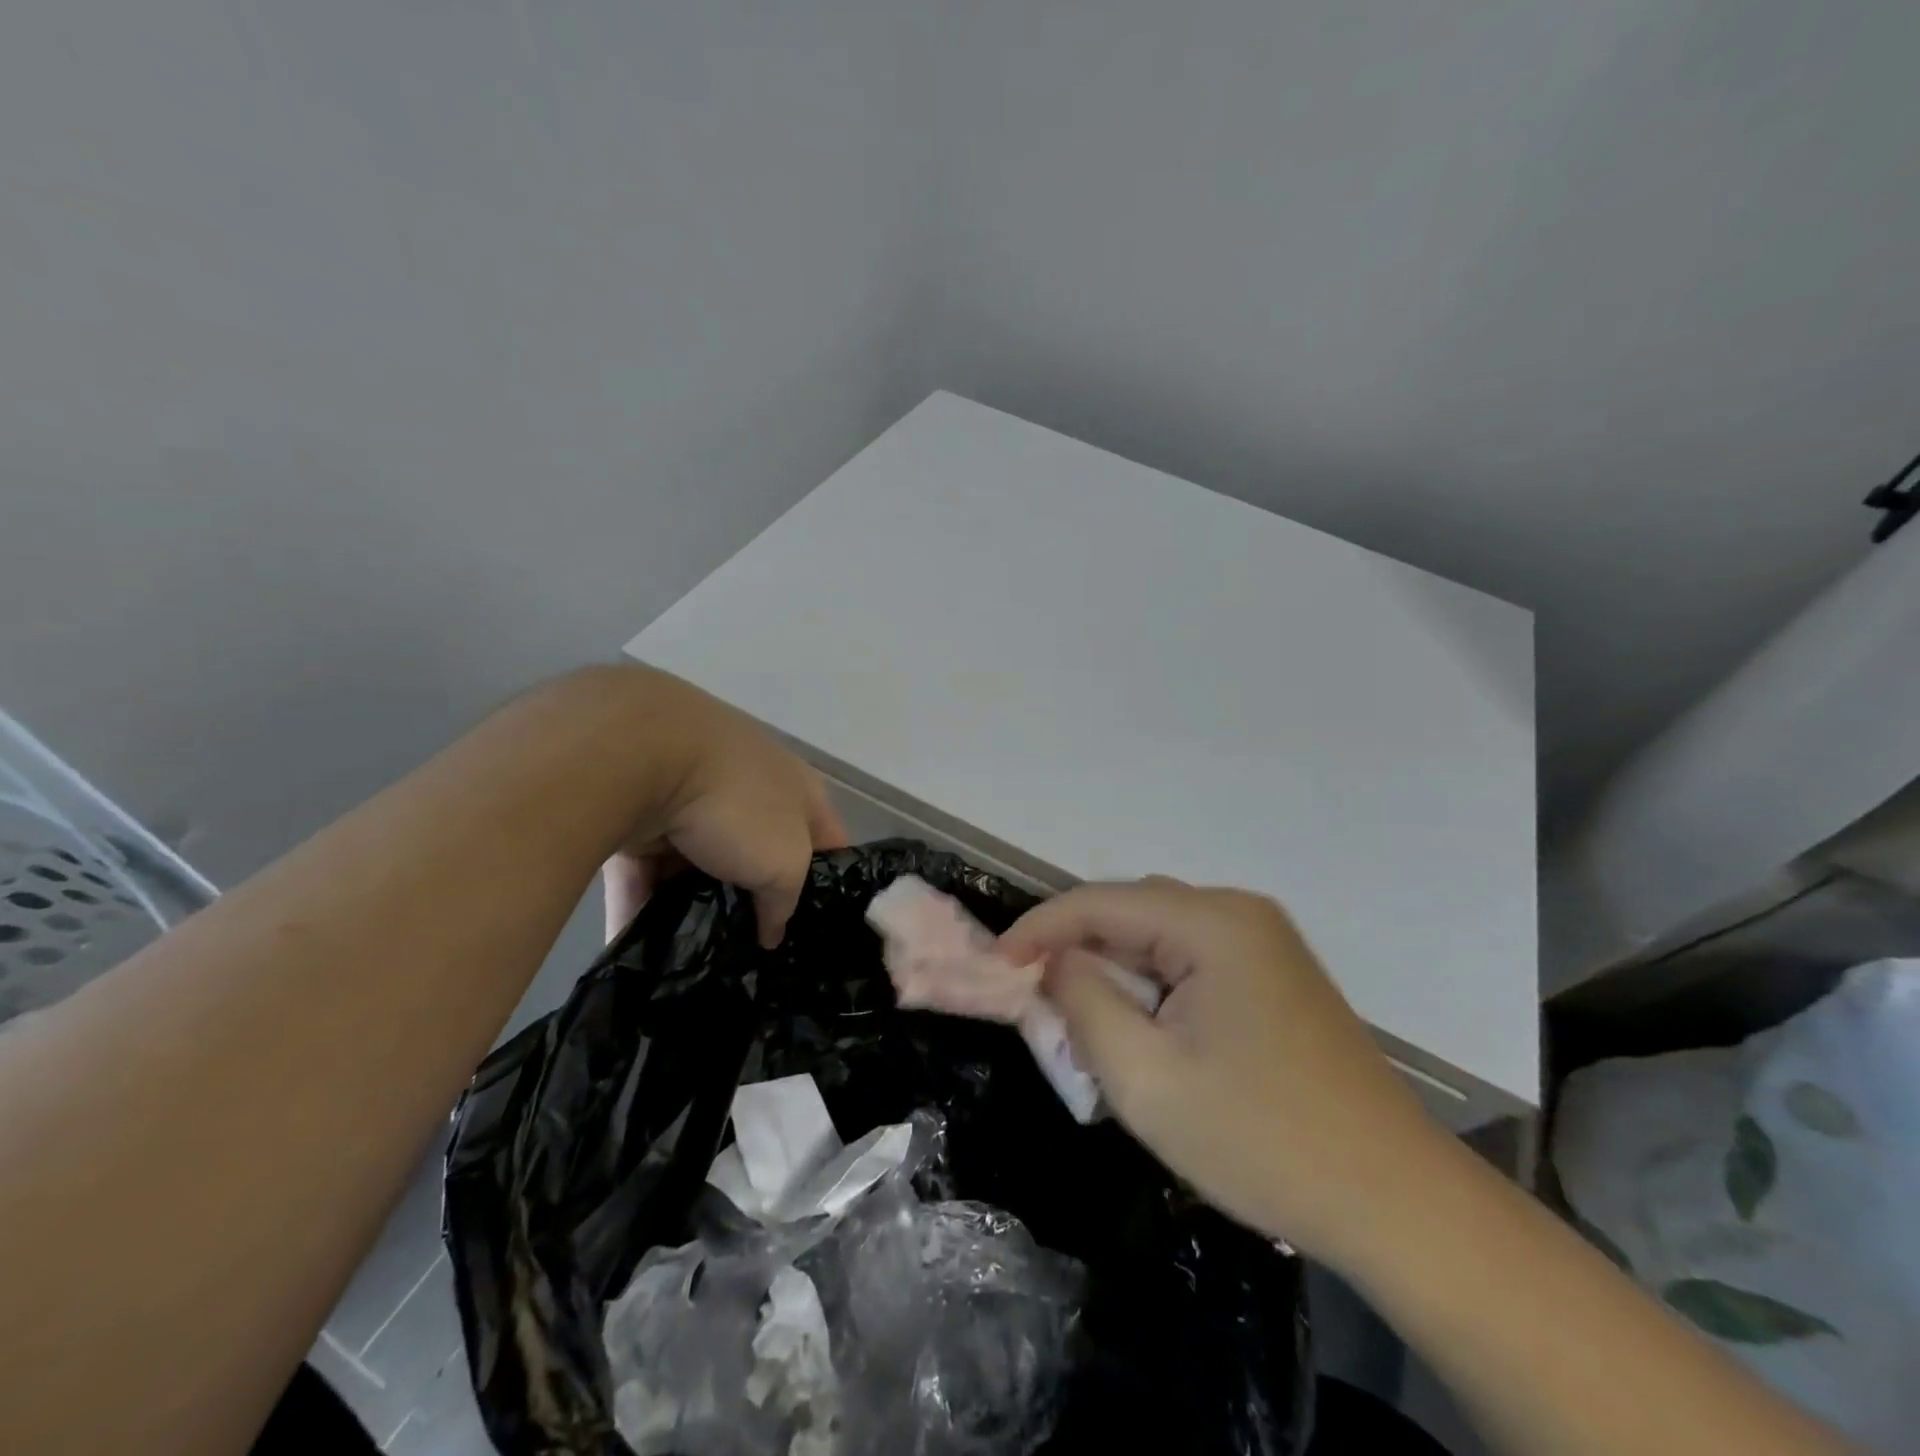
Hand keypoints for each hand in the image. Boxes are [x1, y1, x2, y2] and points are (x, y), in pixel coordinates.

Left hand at [601, 671, 846, 946]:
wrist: (640, 754)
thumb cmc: (737, 804)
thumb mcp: (785, 863)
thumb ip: (785, 902)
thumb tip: (771, 931)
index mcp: (797, 789)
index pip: (827, 841)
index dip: (827, 884)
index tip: (814, 929)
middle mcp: (749, 787)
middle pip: (758, 853)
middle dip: (751, 899)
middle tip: (747, 948)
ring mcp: (691, 794)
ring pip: (695, 864)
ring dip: (690, 906)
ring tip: (690, 957)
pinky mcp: (637, 809)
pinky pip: (643, 870)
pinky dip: (639, 906)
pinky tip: (639, 953)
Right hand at [999, 877, 1450, 1265]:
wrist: (1398, 1203)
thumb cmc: (1262, 1140)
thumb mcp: (1145, 1078)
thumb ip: (1084, 1002)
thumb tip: (1055, 963)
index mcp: (1212, 922)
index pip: (1100, 902)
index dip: (1039, 929)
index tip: (994, 965)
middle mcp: (1239, 913)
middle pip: (1131, 912)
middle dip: (1076, 950)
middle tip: (1035, 1001)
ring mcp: (1263, 942)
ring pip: (1159, 936)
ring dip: (1114, 970)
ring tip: (1080, 1019)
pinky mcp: (1274, 975)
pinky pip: (1190, 960)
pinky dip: (1151, 985)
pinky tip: (1140, 1029)